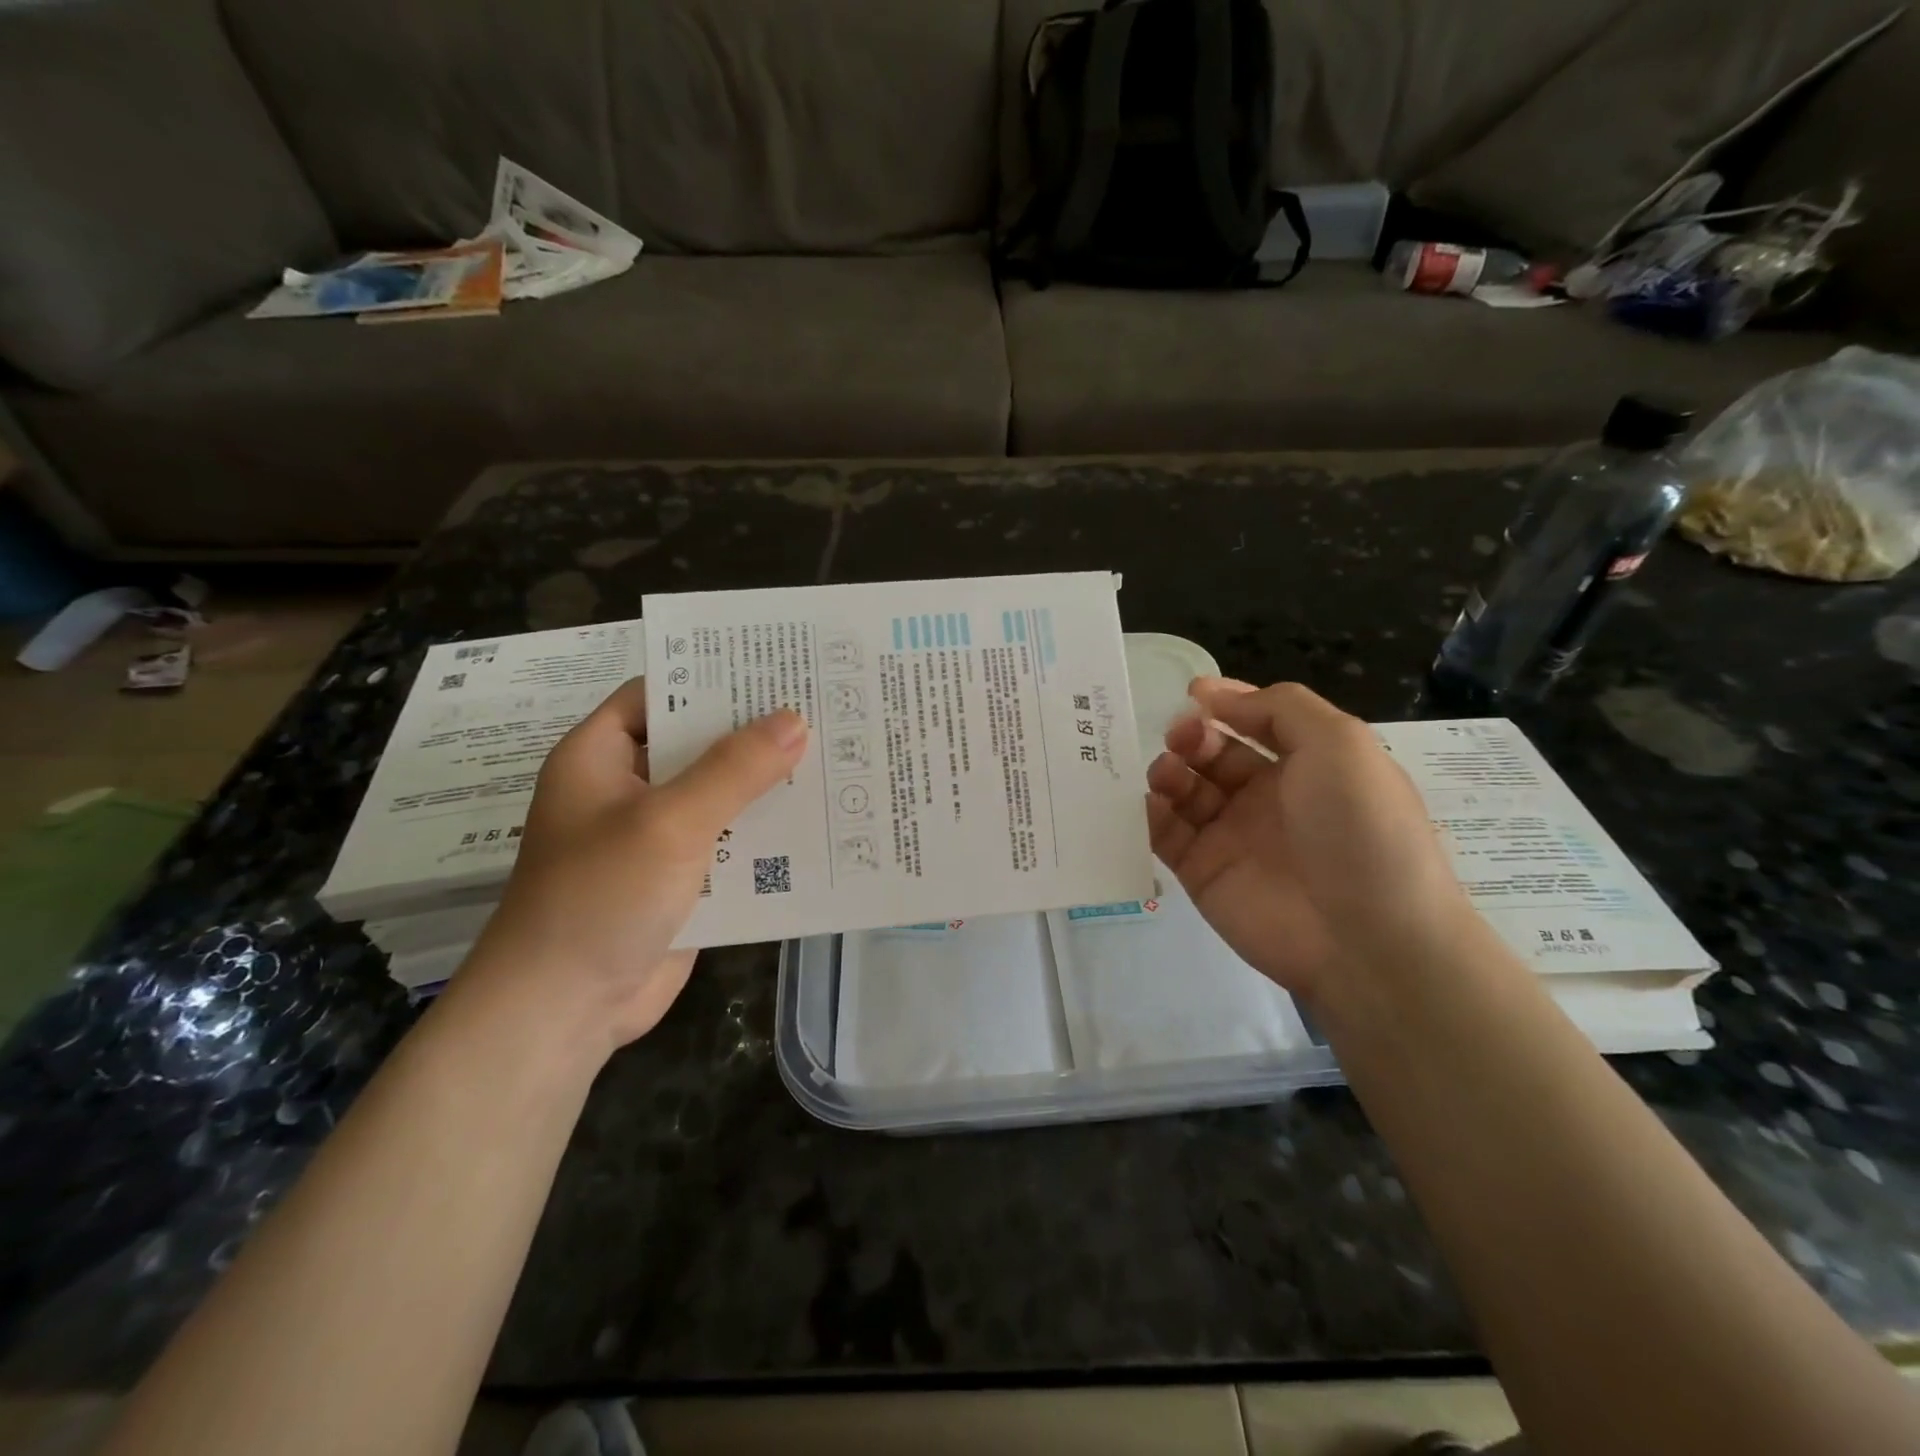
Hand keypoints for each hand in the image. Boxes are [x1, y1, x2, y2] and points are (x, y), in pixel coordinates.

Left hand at [459, 678, 806, 1053]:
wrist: (563, 1011)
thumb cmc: (599, 897)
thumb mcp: (669, 821)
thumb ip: (734, 769)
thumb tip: (796, 720)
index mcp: (602, 756)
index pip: (661, 693)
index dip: (713, 677)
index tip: (777, 668)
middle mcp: (629, 788)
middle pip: (699, 745)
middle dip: (755, 733)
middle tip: (823, 708)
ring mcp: (657, 836)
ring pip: (721, 795)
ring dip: (767, 785)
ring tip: (836, 757)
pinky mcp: (683, 879)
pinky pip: (731, 842)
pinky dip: (766, 834)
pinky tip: (821, 823)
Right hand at [1146, 678, 1479, 1005]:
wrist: (1366, 938)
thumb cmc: (1358, 828)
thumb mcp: (1339, 743)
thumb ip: (1278, 708)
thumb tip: (1213, 697)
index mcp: (1307, 764)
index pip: (1256, 722)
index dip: (1225, 704)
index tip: (1192, 693)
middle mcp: (1267, 797)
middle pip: (1214, 753)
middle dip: (1192, 736)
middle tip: (1181, 738)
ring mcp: (1232, 836)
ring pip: (1185, 791)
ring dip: (1169, 771)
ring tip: (1167, 773)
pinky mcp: (1202, 873)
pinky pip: (1166, 834)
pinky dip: (1151, 814)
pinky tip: (1151, 803)